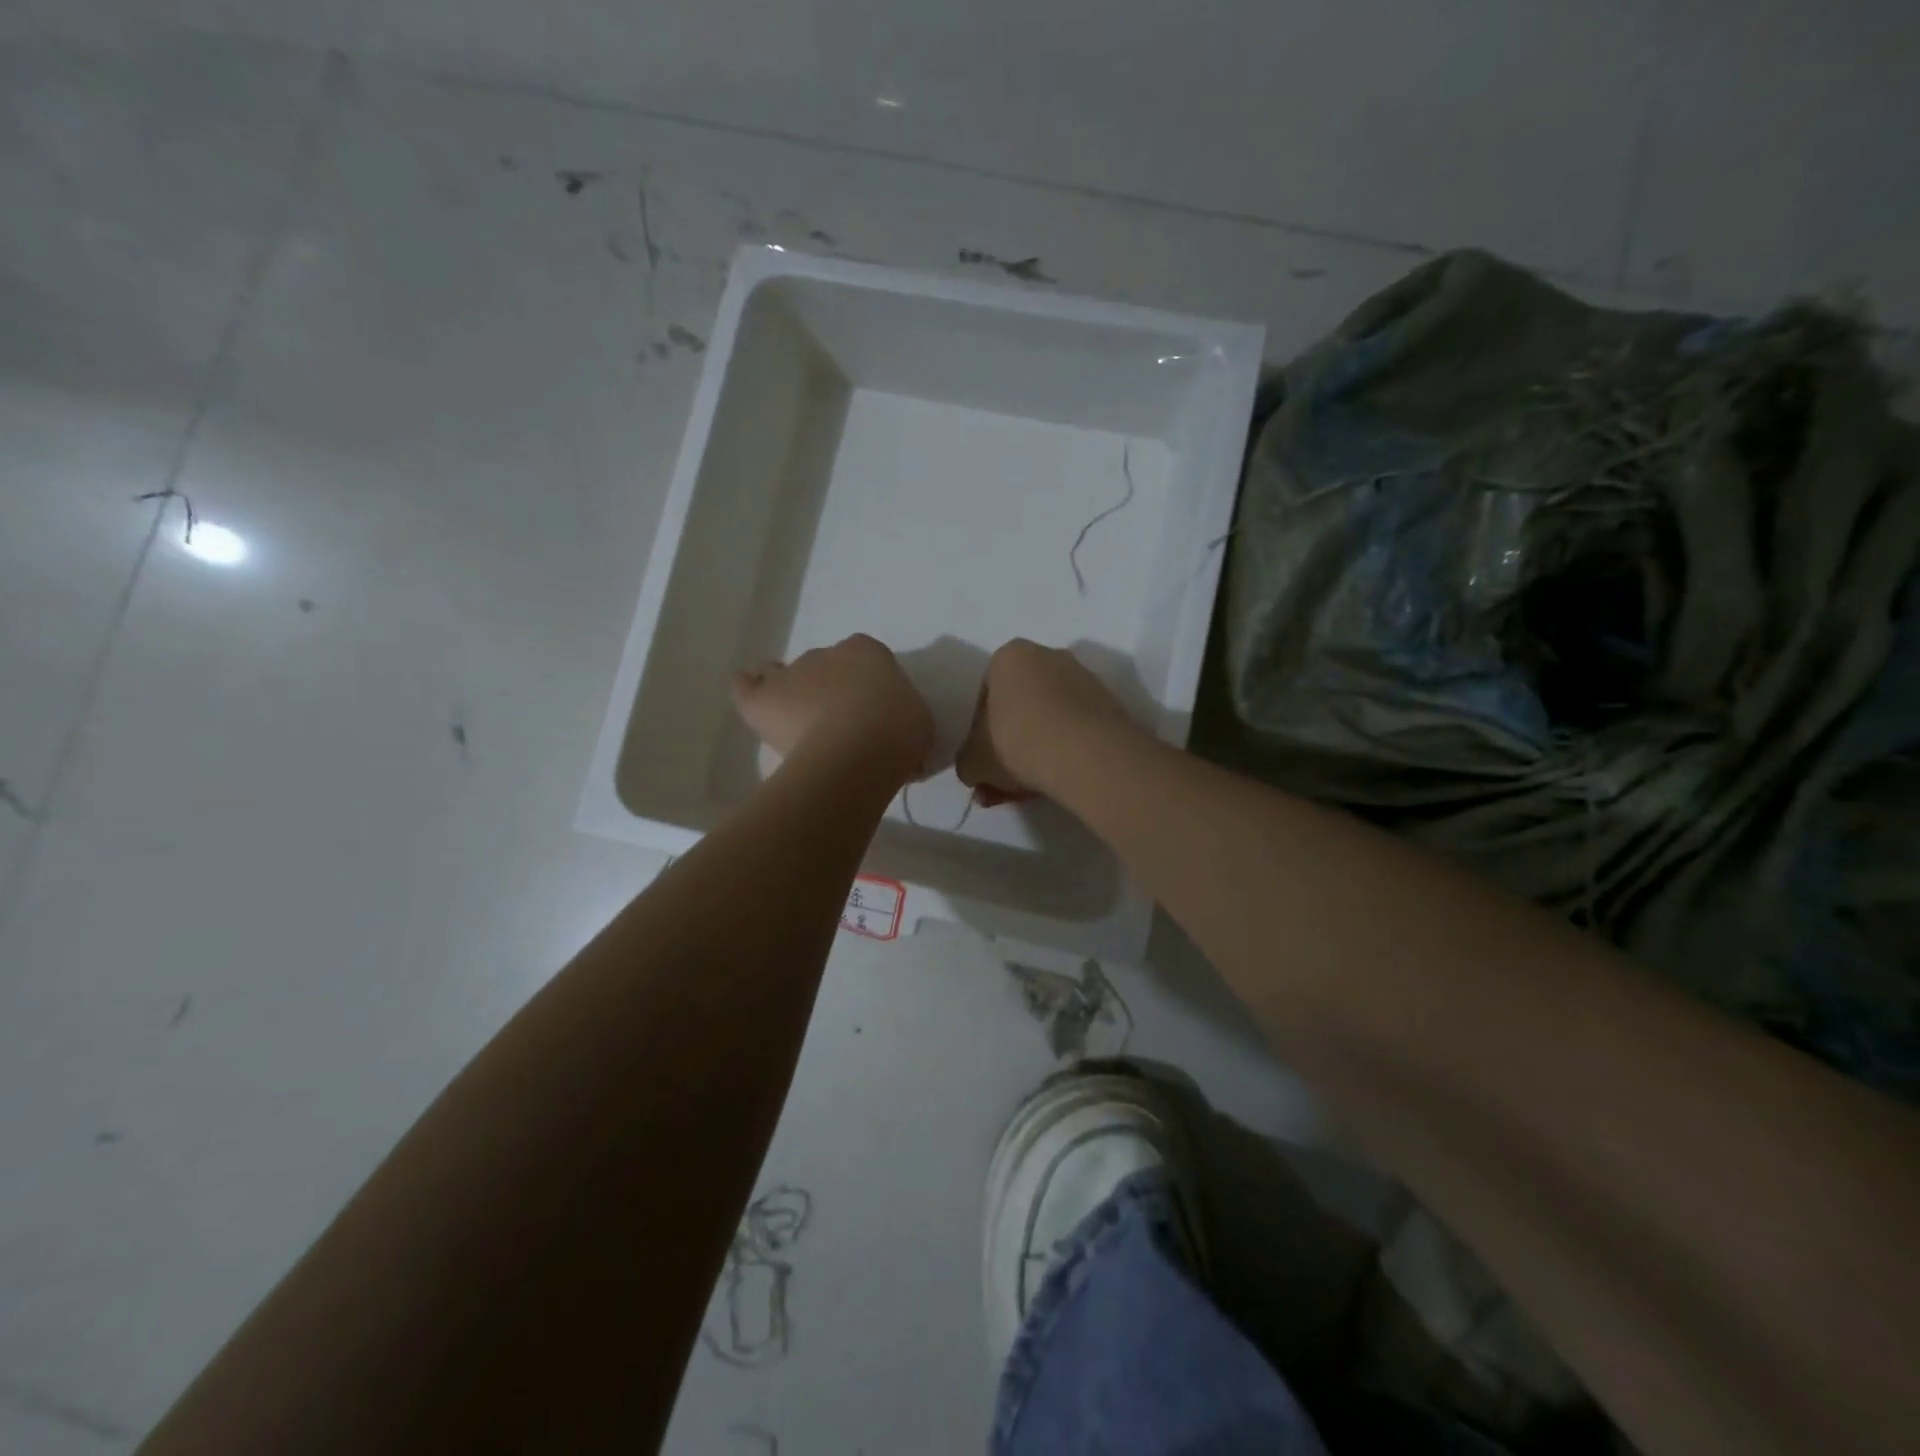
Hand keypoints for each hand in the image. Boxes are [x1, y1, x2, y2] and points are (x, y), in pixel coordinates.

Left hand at [731, 634, 934, 783]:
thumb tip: (892, 733)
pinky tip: (755, 705)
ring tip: (797, 722)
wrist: (859, 751)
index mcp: (867, 652)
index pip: (864, 662)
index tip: (873, 716)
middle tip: (840, 729)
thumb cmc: (898, 733)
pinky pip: (745, 687)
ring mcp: (790, 674)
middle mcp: (826, 653)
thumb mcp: (917, 721)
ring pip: (784, 675)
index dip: (866, 690)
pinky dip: (748, 692)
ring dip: (789, 692)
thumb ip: (900, 716)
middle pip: (823, 669)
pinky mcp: (762, 699)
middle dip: (828, 693)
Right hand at [956, 640, 1135, 803]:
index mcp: (1010, 656)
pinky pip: (1075, 728)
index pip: (985, 695)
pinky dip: (1064, 751)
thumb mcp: (974, 761)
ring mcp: (1083, 678)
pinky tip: (1056, 779)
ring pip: (1049, 719)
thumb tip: (974, 770)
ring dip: (1036, 751)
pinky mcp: (1109, 704)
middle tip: (1002, 782)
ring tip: (1029, 790)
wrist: (1086, 754)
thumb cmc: (1018, 743)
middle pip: (1020, 707)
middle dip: (1009, 746)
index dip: (980, 733)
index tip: (984, 761)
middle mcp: (1048, 656)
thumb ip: (967, 763)